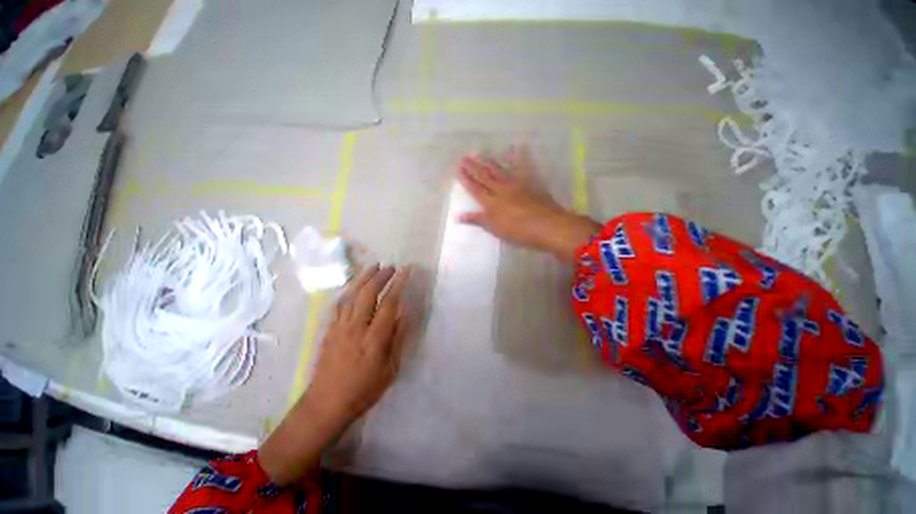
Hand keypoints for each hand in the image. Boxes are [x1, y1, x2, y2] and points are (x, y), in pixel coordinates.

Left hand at [309, 264, 410, 424]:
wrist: (326, 404)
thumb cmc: (364, 390)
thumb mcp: (390, 369)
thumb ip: (397, 339)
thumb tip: (403, 315)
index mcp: (374, 338)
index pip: (389, 303)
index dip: (398, 284)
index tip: (405, 271)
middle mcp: (356, 328)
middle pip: (368, 294)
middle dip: (380, 276)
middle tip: (391, 267)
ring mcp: (339, 327)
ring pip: (352, 295)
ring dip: (364, 278)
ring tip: (374, 267)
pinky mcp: (329, 330)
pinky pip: (339, 304)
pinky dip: (349, 291)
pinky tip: (355, 286)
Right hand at [457, 145, 601, 260]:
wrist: (546, 225)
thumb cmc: (518, 231)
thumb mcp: (495, 228)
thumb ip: (477, 220)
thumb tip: (458, 216)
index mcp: (491, 203)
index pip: (475, 189)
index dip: (466, 179)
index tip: (458, 168)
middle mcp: (501, 190)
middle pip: (485, 177)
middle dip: (473, 167)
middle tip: (464, 157)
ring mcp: (516, 184)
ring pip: (499, 171)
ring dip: (489, 162)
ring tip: (480, 154)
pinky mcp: (529, 183)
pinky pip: (523, 167)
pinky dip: (519, 157)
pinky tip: (518, 146)